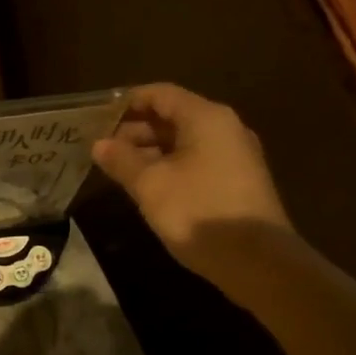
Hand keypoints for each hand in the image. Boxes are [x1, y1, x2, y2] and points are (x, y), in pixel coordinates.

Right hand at [91, 83, 291, 279]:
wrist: (257, 260)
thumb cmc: (198, 211)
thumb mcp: (150, 185)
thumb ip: (122, 160)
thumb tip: (99, 144)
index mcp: (205, 118)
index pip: (161, 94)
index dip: (128, 102)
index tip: (98, 117)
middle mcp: (225, 128)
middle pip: (174, 116)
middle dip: (136, 129)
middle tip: (103, 149)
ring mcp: (235, 155)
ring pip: (185, 141)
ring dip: (151, 151)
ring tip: (119, 169)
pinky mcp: (238, 181)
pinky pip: (197, 161)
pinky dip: (170, 166)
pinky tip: (149, 187)